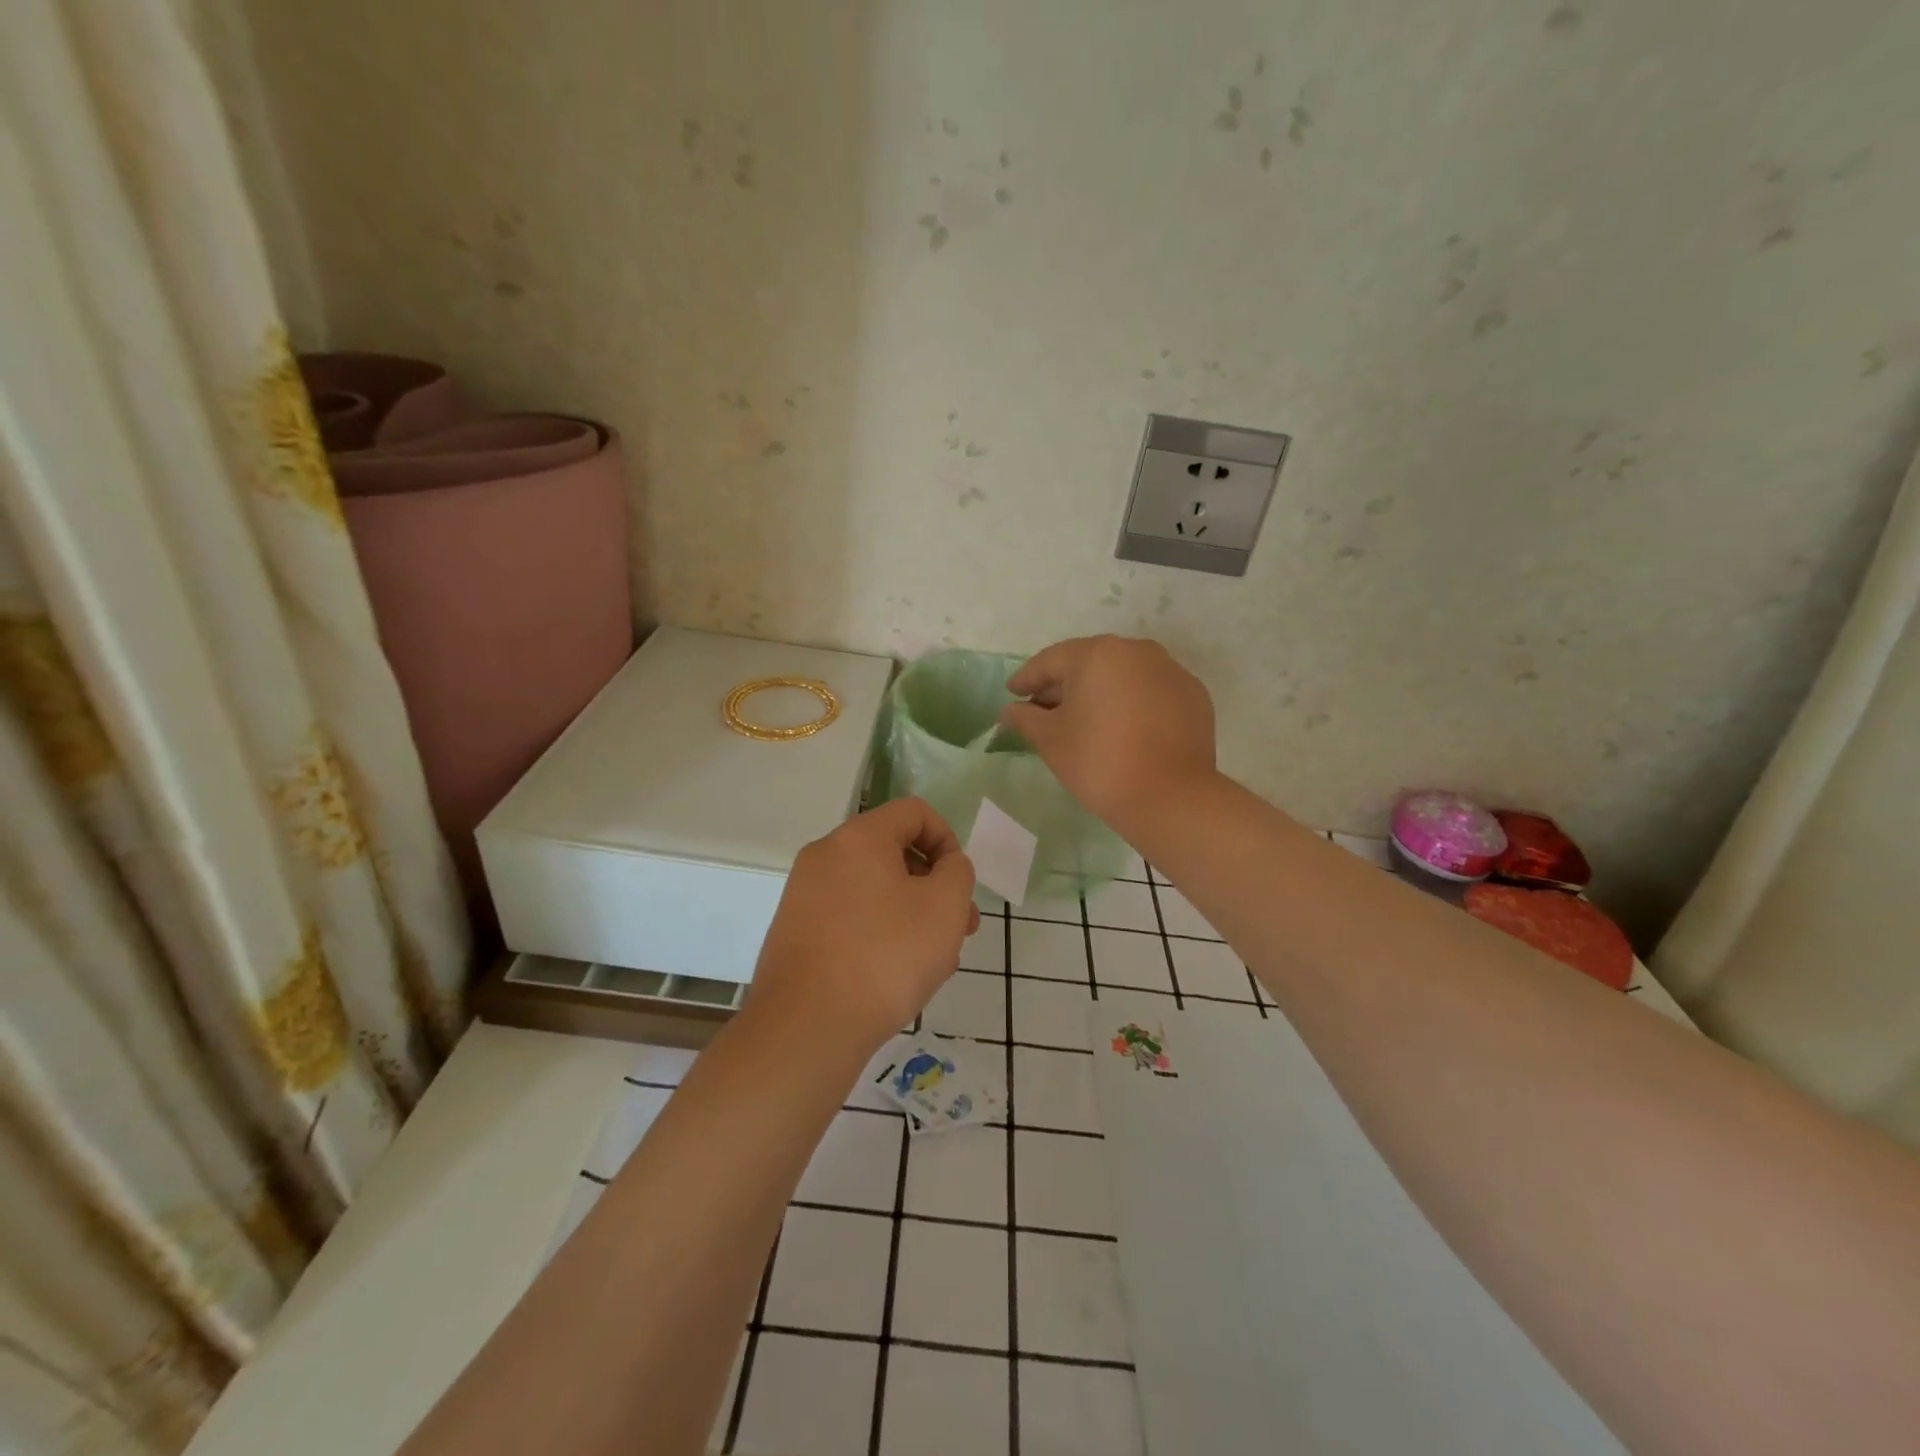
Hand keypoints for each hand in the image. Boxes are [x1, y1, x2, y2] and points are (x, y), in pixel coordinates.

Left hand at [748, 798, 979, 1050]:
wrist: (806, 1028)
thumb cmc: (885, 957)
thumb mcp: (944, 907)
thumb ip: (957, 872)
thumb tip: (946, 865)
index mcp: (858, 837)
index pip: (914, 812)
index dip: (948, 839)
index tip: (960, 883)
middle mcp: (825, 856)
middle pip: (893, 851)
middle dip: (934, 884)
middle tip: (961, 927)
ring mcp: (804, 895)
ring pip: (874, 889)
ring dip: (912, 913)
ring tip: (936, 960)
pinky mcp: (796, 932)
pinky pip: (851, 917)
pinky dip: (880, 932)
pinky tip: (897, 975)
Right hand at [1000, 635, 1216, 830]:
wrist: (1171, 798)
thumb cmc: (1099, 762)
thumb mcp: (1051, 740)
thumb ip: (1025, 718)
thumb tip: (1009, 710)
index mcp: (1097, 654)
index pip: (1051, 661)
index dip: (1028, 679)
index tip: (1013, 694)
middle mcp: (1136, 651)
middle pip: (1089, 663)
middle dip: (1064, 685)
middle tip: (1043, 709)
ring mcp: (1170, 671)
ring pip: (1123, 675)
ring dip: (1100, 692)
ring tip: (1084, 719)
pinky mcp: (1193, 696)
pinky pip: (1151, 692)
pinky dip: (1132, 703)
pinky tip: (1122, 728)